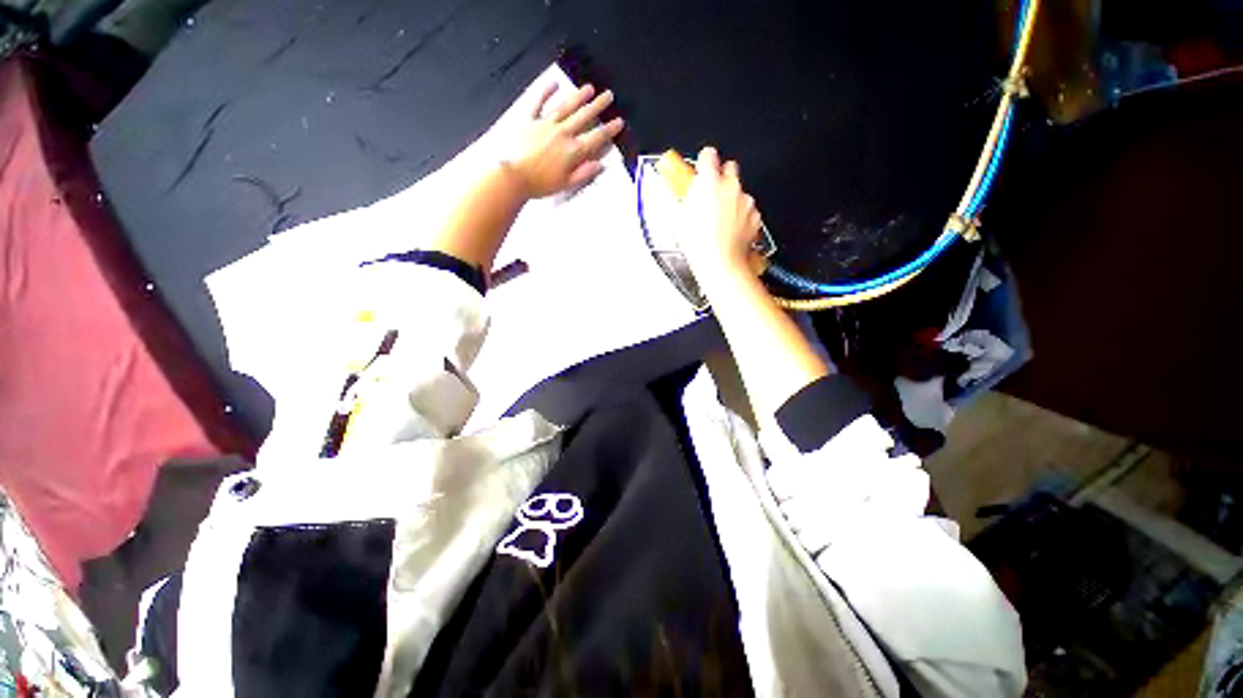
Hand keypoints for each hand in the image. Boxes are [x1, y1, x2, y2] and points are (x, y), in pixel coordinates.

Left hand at [507, 83, 624, 198]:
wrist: (514, 176)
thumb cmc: (541, 184)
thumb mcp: (566, 184)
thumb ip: (584, 173)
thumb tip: (600, 164)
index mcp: (572, 151)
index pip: (595, 138)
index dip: (609, 130)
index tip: (618, 121)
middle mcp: (562, 133)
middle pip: (583, 117)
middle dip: (598, 106)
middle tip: (608, 95)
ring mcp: (546, 124)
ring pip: (565, 107)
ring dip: (578, 97)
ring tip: (589, 88)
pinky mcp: (529, 120)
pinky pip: (538, 103)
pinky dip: (546, 91)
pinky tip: (554, 83)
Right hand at [680, 146, 762, 285]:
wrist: (720, 263)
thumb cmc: (698, 243)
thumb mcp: (679, 218)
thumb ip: (681, 197)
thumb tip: (676, 190)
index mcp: (709, 183)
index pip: (709, 155)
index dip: (705, 161)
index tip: (703, 168)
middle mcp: (731, 186)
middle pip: (730, 168)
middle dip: (722, 177)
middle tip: (711, 196)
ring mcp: (745, 201)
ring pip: (739, 192)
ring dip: (731, 201)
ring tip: (719, 221)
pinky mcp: (755, 216)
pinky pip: (748, 210)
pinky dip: (741, 217)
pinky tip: (730, 230)